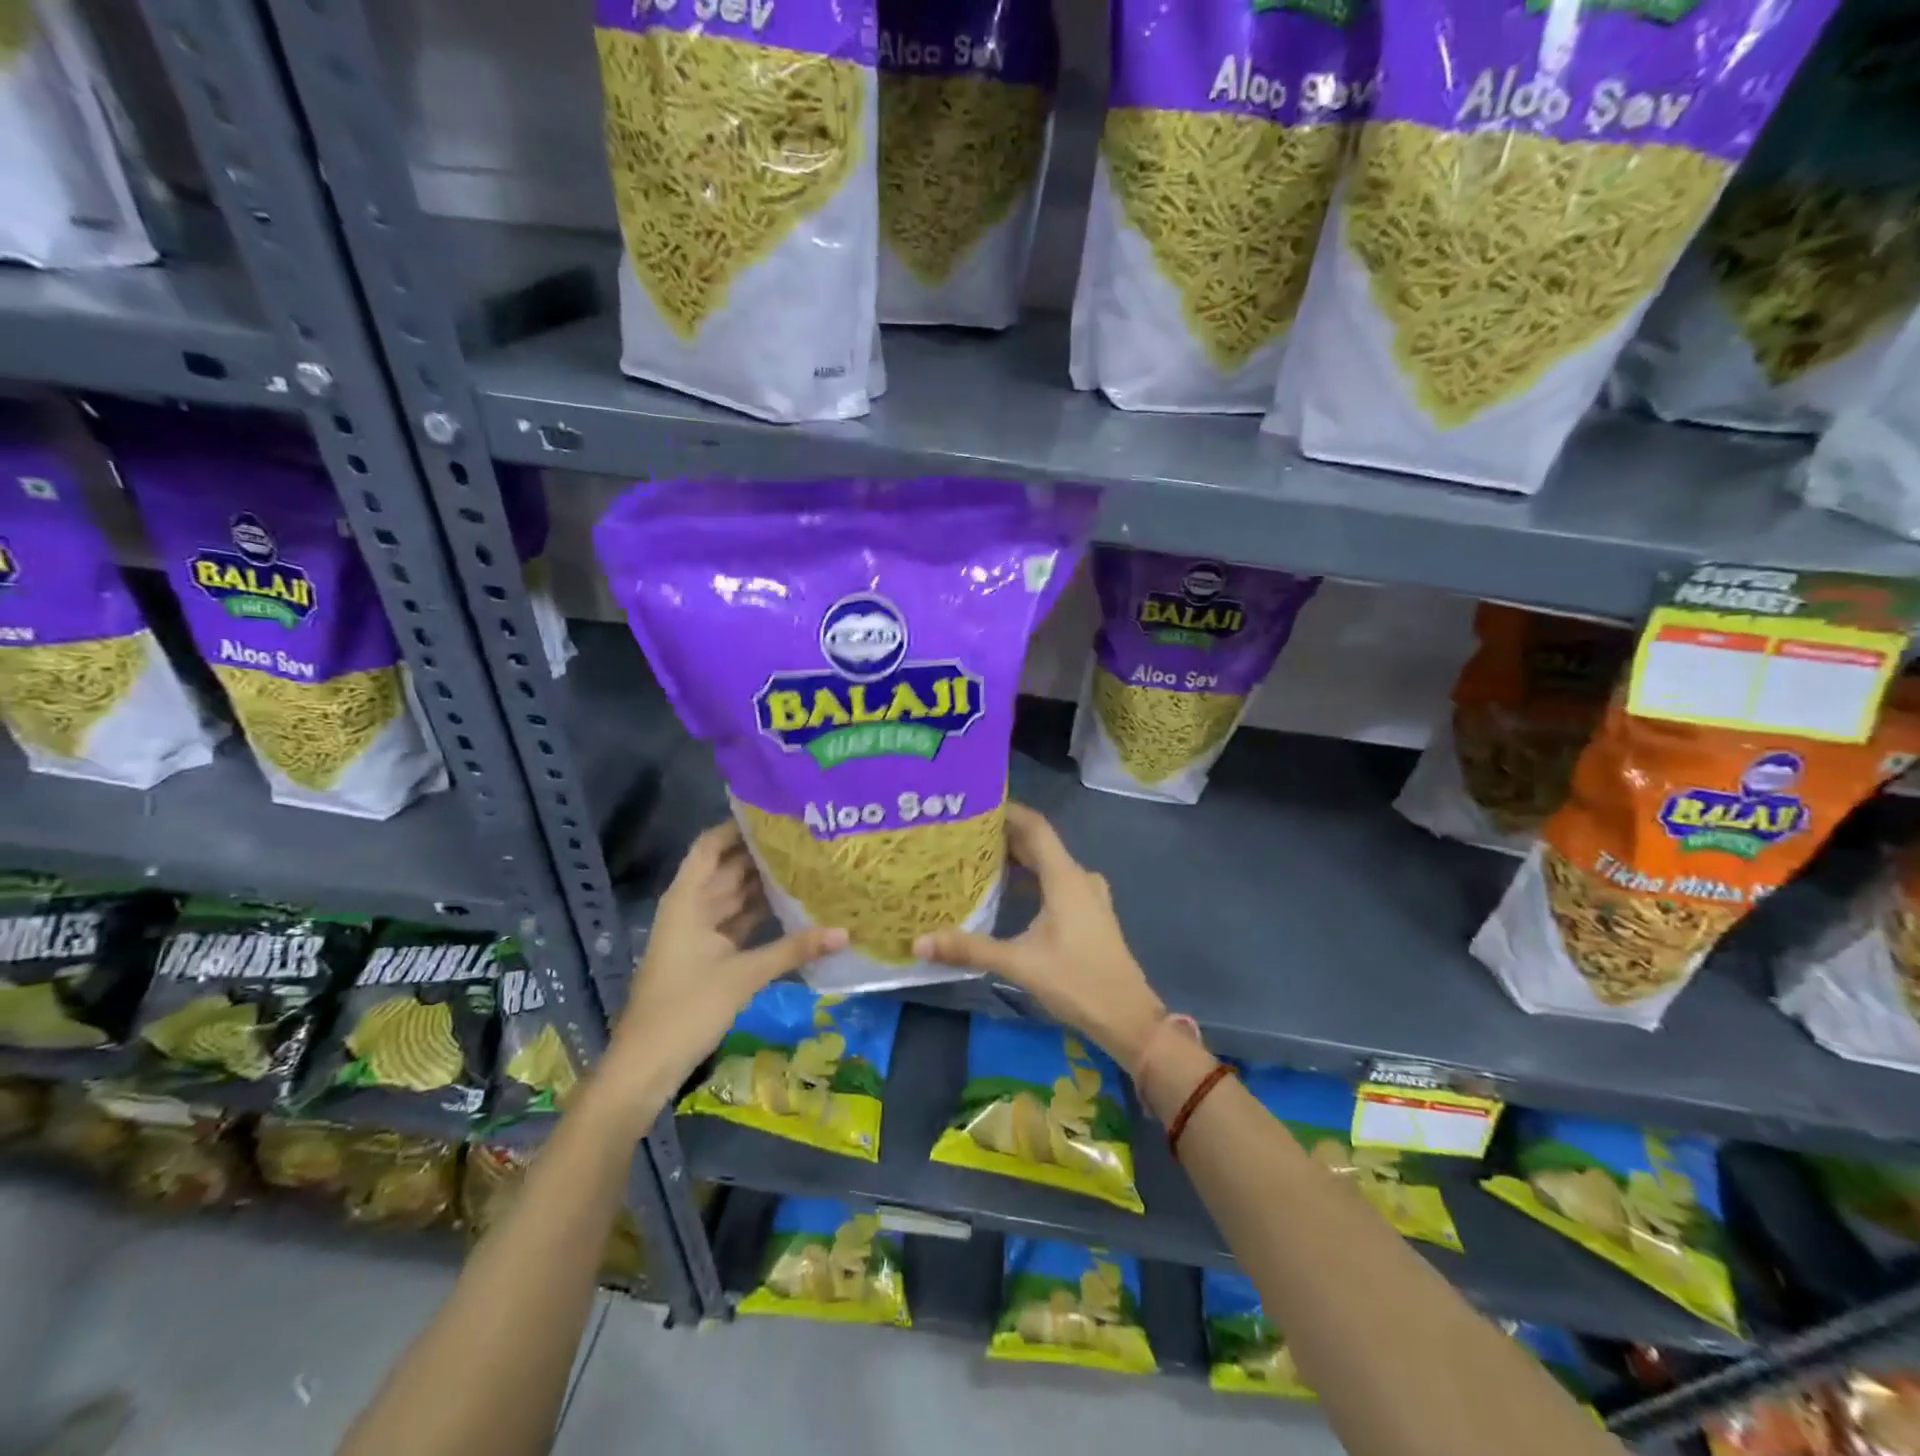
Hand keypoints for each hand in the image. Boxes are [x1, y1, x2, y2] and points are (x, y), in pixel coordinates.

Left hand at [601, 822, 844, 1116]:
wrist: (646, 1065)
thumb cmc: (686, 1009)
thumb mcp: (743, 975)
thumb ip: (793, 949)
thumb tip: (845, 931)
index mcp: (687, 899)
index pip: (711, 846)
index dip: (737, 826)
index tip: (777, 812)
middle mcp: (692, 907)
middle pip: (728, 868)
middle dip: (762, 853)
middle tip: (807, 835)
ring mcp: (700, 932)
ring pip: (736, 896)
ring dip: (764, 882)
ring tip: (808, 861)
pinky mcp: (710, 955)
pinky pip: (739, 922)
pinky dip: (761, 912)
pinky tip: (794, 904)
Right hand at [915, 802, 1165, 1070]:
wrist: (1128, 1018)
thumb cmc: (1077, 982)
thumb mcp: (1019, 964)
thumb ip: (970, 949)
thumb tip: (919, 943)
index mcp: (1065, 877)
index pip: (1035, 827)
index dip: (1008, 811)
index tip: (975, 803)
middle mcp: (1079, 877)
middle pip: (1040, 844)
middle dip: (1005, 836)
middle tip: (965, 833)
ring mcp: (1088, 896)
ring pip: (1049, 864)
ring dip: (1019, 858)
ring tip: (980, 857)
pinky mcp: (1090, 913)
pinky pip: (1057, 881)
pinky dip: (1033, 878)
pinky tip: (1009, 891)